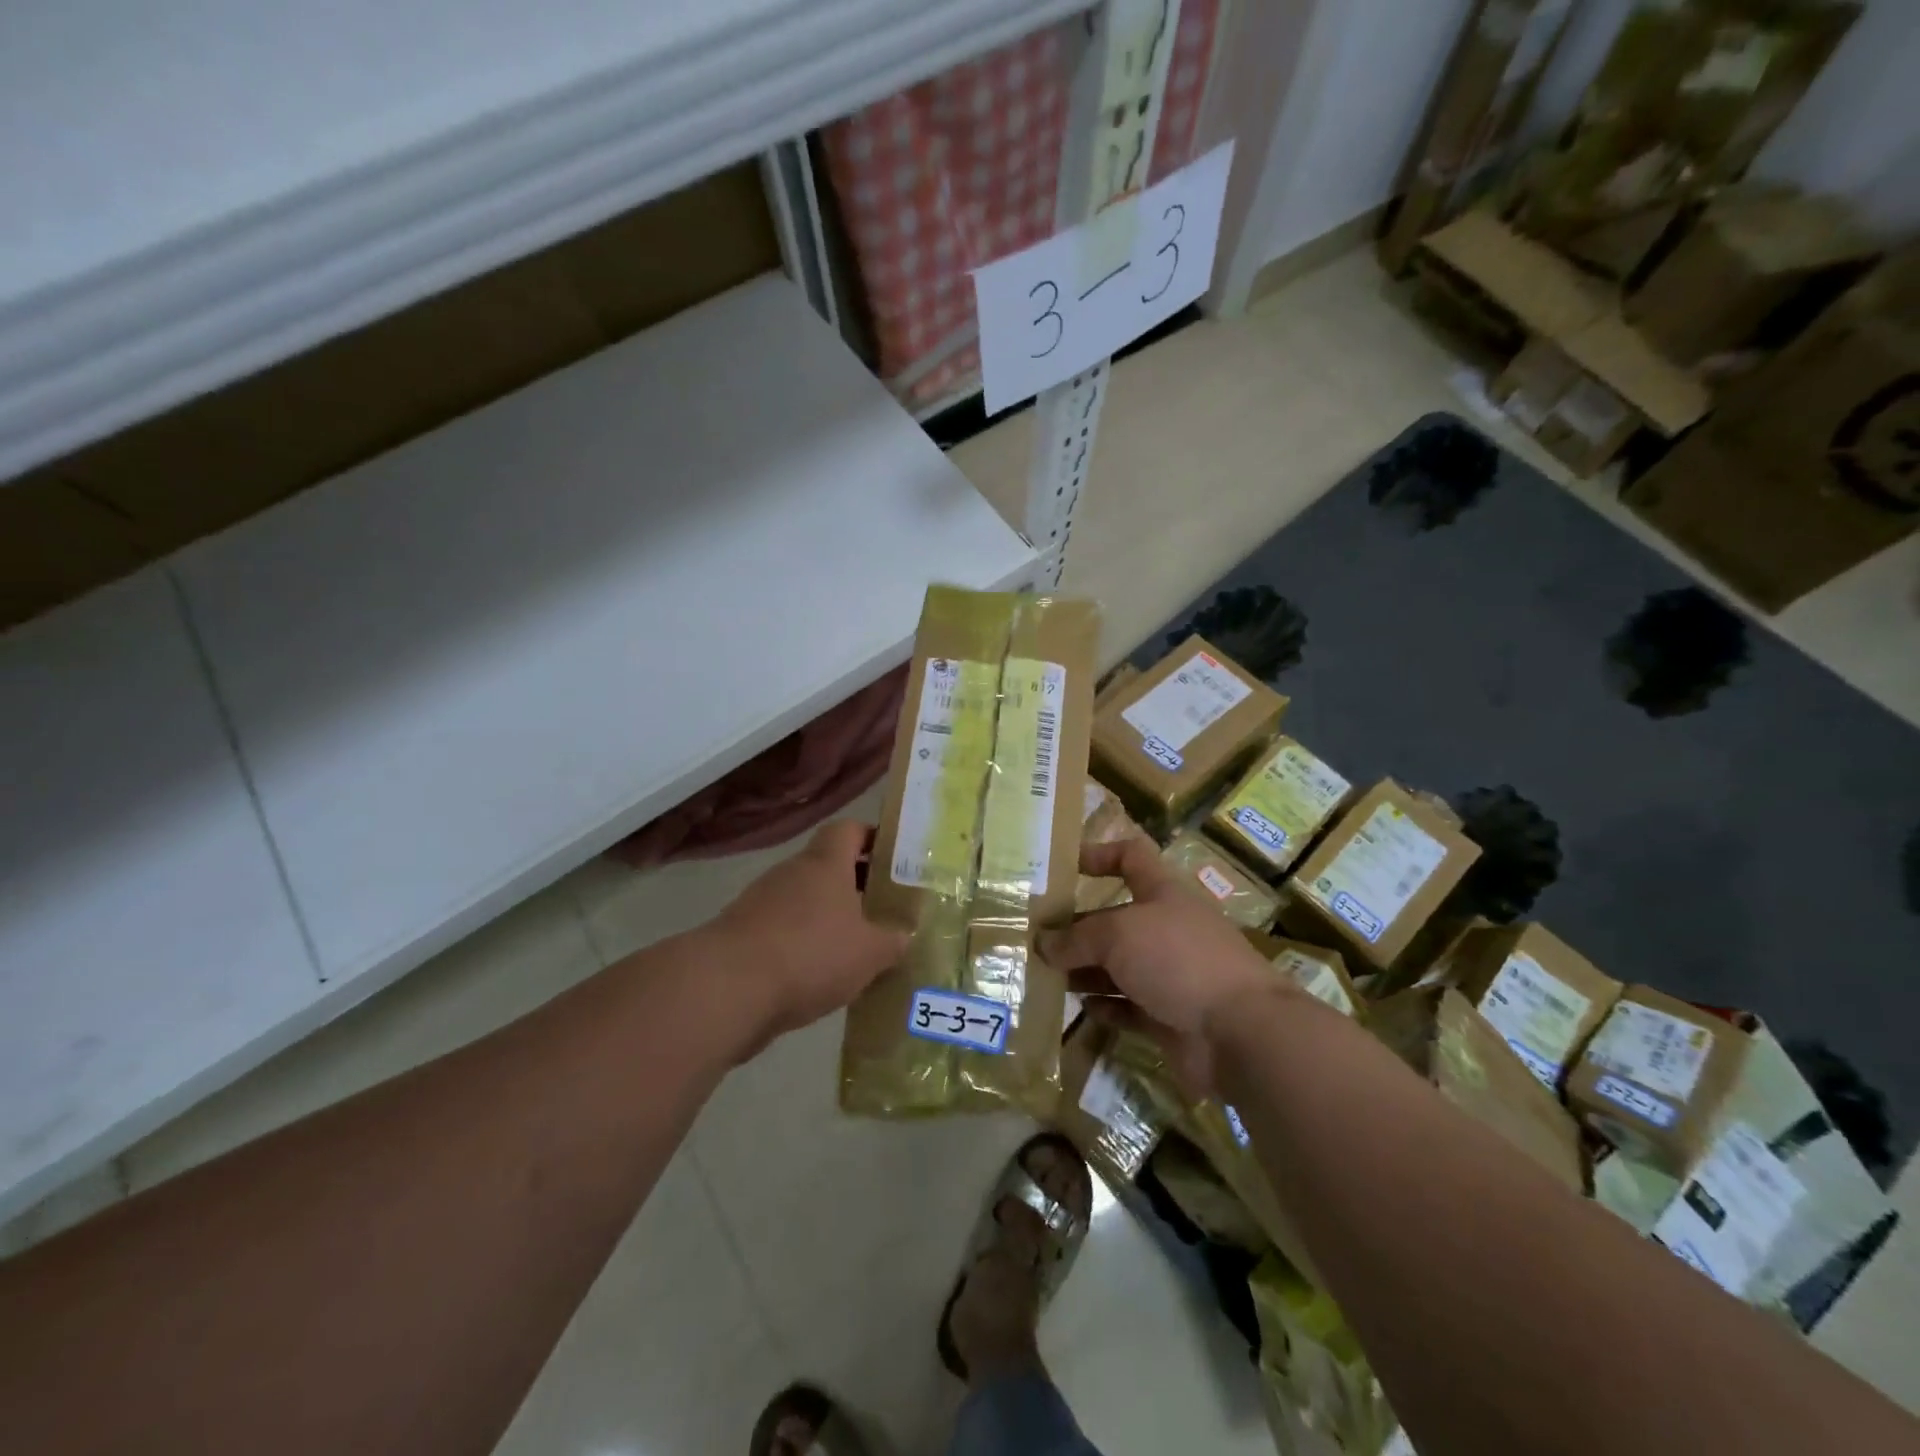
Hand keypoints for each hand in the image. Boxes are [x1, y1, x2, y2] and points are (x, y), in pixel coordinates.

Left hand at [709, 820, 907, 1042]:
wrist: (728, 988)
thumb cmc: (811, 953)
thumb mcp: (869, 953)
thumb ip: (892, 941)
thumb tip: (904, 935)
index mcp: (825, 864)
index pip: (848, 830)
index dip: (871, 837)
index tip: (892, 857)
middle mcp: (792, 873)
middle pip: (826, 866)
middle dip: (854, 885)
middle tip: (882, 908)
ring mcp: (761, 902)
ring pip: (803, 900)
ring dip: (826, 917)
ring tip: (853, 947)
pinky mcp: (741, 934)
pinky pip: (781, 929)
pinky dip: (800, 944)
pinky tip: (817, 975)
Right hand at [1039, 835, 1286, 1093]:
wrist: (1240, 1032)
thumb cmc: (1178, 959)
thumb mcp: (1118, 934)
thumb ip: (1077, 938)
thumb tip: (1043, 944)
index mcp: (1162, 893)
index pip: (1131, 857)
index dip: (1099, 854)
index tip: (1063, 866)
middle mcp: (1166, 928)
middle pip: (1114, 919)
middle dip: (1077, 928)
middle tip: (1034, 940)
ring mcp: (1170, 974)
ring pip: (1118, 966)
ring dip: (1084, 970)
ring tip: (1044, 976)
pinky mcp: (1169, 1016)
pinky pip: (1128, 1007)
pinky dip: (1105, 1006)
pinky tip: (1080, 1007)